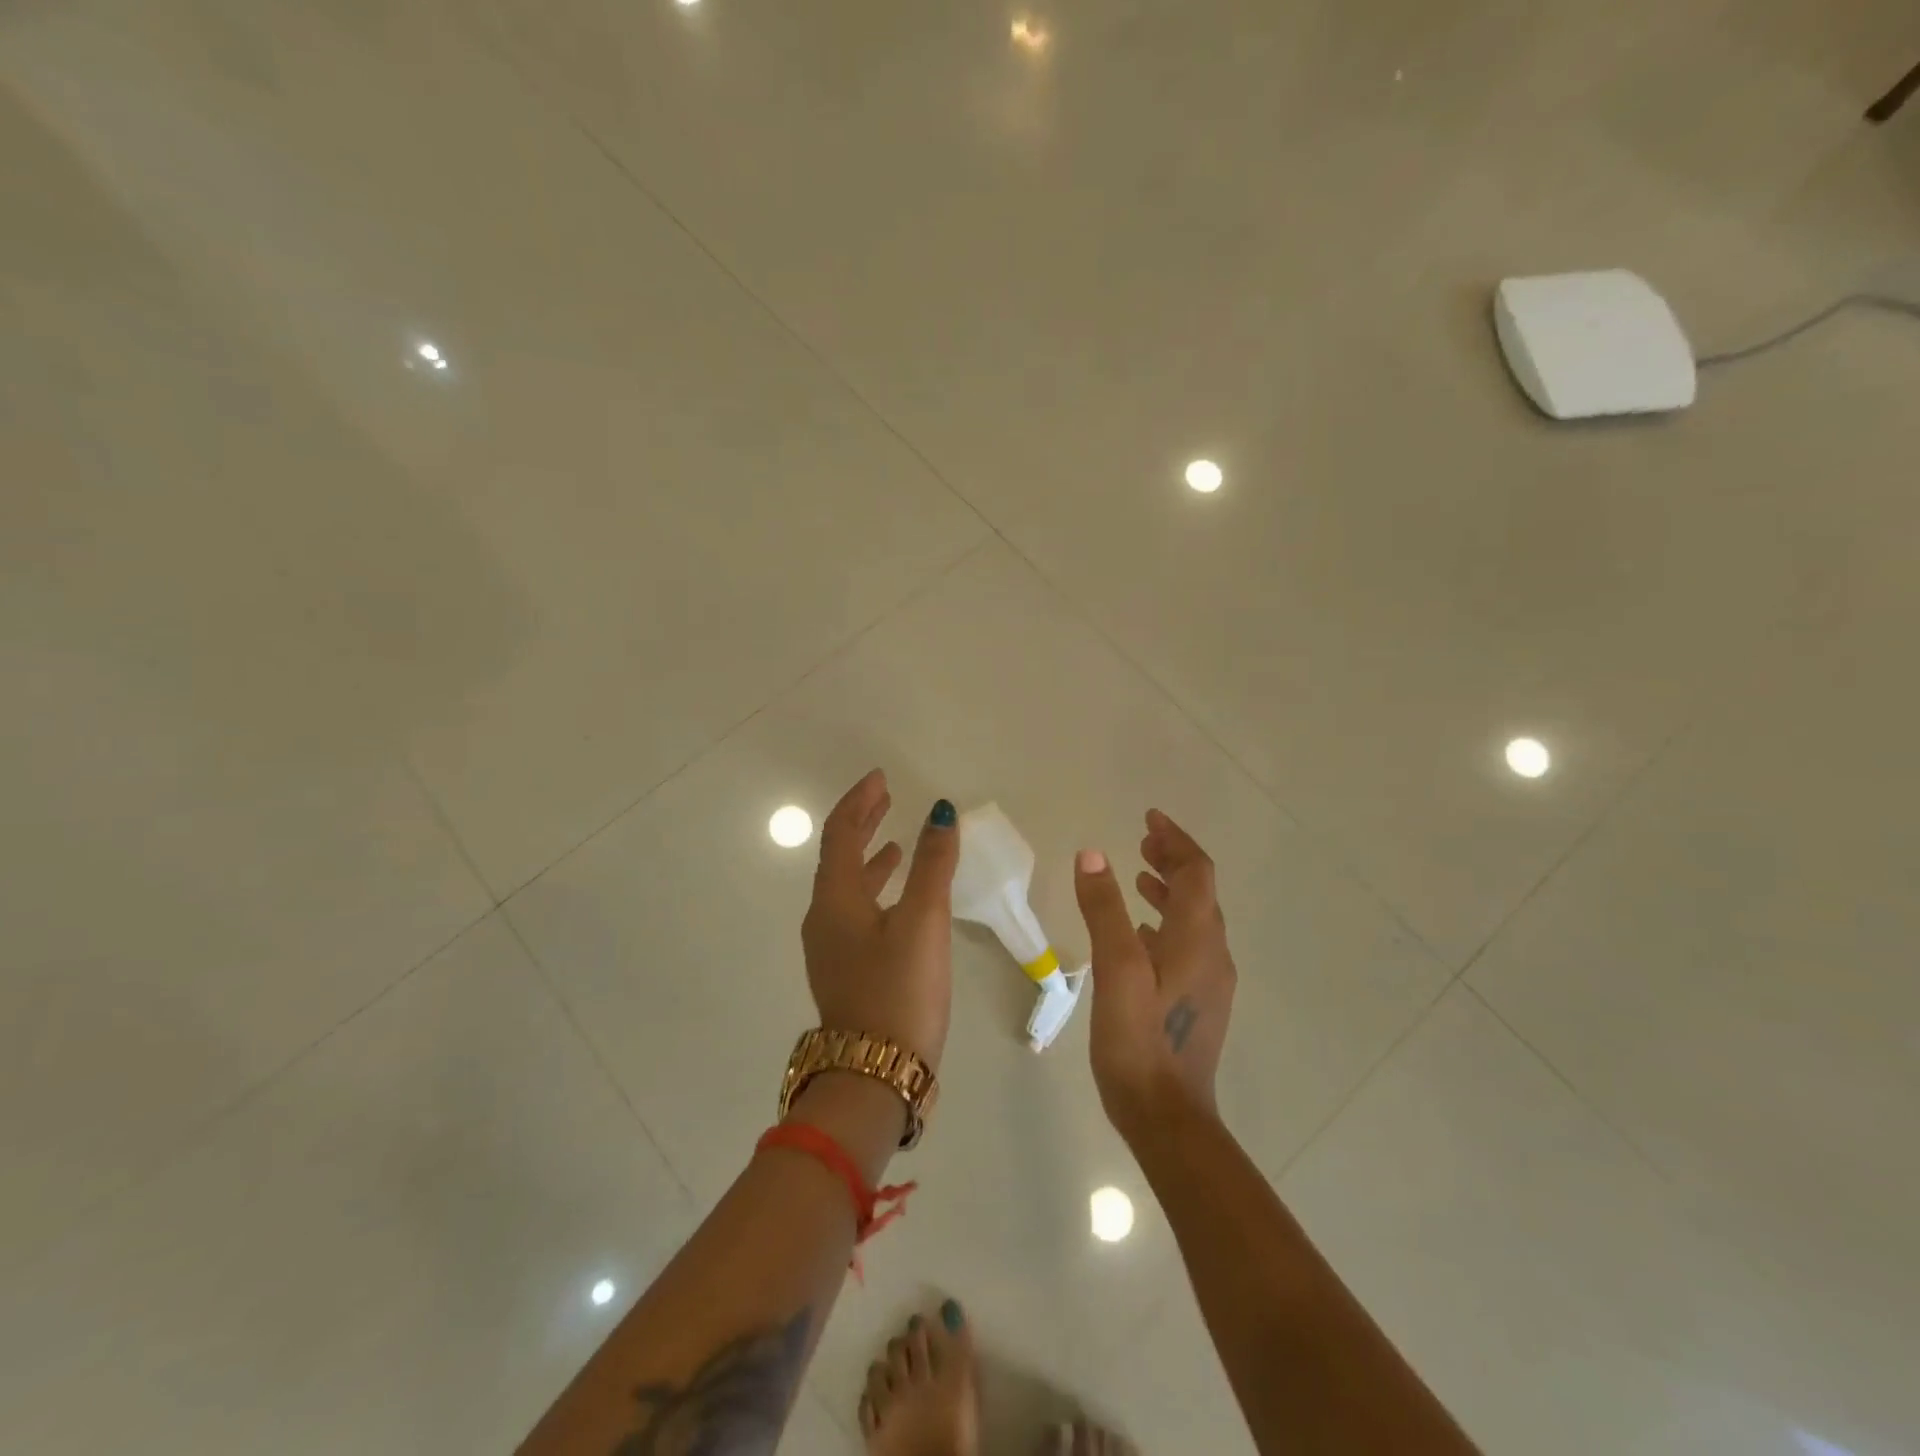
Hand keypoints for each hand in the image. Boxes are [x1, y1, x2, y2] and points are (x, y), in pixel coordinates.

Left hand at [801, 769, 959, 1071]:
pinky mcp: (846, 969)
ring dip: (870, 856)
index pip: (840, 833)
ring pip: (848, 886)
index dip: (859, 801)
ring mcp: (831, 946)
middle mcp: (823, 917)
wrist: (874, 1075)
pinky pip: (856, 911)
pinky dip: (876, 890)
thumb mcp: (923, 921)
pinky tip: (900, 899)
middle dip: (862, 822)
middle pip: (838, 855)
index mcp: (834, 898)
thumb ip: (934, 865)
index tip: (881, 778)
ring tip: (896, 843)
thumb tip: (942, 812)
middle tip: (886, 797)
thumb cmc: (899, 991)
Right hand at [1073, 809, 1235, 1140]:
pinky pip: (1188, 944)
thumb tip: (1093, 854)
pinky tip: (1141, 932)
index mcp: (1197, 939)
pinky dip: (1167, 922)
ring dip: (1170, 889)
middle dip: (1173, 859)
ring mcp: (1210, 981)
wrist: (1168, 1118)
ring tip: (1139, 875)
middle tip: (1143, 839)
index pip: (1196, 872)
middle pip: (1200, 891)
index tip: (1149, 817)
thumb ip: (1104, 910)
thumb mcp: (1115, 969)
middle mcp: (1213, 954)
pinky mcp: (1199, 1002)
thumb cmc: (1139, 1041)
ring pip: (1195, 918)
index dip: (1175, 839)